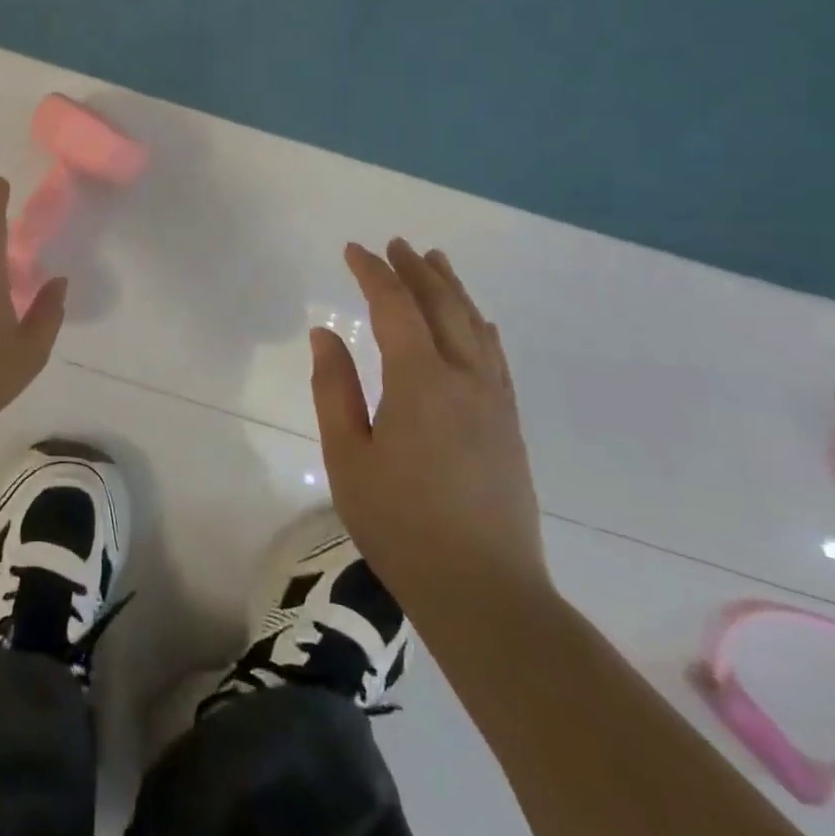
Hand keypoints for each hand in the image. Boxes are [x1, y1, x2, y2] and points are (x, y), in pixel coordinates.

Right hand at [311, 238, 549, 621]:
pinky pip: (496, 357)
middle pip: (443, 306)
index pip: (396, 307)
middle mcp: (464, 379)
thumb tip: (325, 334)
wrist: (483, 591)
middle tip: (396, 244)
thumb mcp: (348, 456)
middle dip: (417, 270)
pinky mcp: (509, 425)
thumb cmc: (399, 523)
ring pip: (475, 326)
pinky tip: (479, 321)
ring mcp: (494, 402)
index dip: (373, 273)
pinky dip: (481, 327)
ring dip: (453, 289)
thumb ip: (334, 388)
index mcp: (420, 381)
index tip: (353, 250)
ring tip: (436, 261)